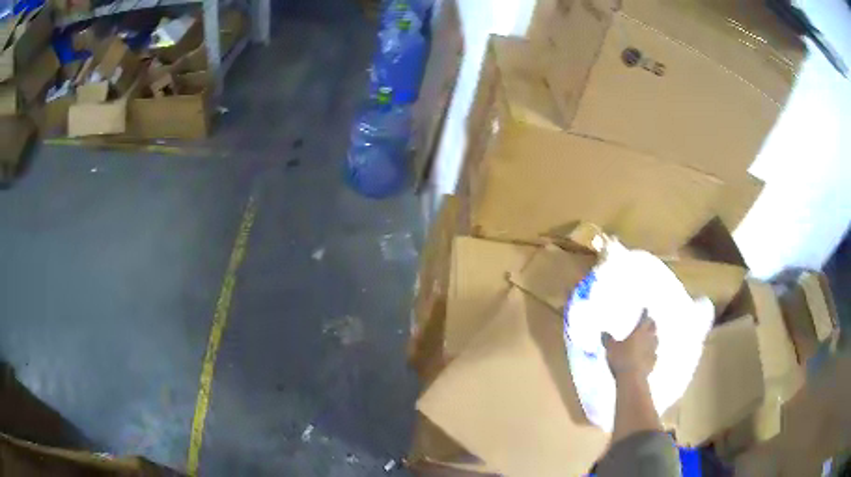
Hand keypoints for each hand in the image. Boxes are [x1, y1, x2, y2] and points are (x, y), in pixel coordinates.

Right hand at [602, 311, 657, 378]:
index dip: (645, 314)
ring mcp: (652, 351)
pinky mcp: (653, 362)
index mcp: (639, 332)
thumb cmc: (622, 359)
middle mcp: (648, 338)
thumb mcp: (611, 349)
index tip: (645, 310)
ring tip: (649, 338)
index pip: (645, 319)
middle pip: (653, 328)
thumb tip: (603, 332)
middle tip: (649, 323)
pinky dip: (652, 353)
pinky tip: (648, 355)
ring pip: (656, 340)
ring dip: (653, 338)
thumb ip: (608, 340)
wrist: (632, 378)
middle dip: (651, 324)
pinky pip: (654, 354)